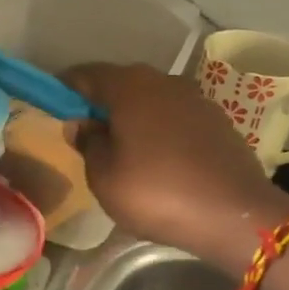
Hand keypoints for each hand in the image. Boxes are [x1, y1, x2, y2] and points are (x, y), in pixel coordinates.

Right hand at [63, 62, 288, 272]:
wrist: (235, 214)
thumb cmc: (157, 193)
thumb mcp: (105, 177)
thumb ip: (89, 144)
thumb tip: (82, 124)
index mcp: (130, 88)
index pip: (87, 74)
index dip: (66, 88)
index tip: (54, 105)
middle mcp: (164, 82)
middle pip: (122, 83)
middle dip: (101, 102)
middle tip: (86, 131)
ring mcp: (195, 99)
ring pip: (151, 99)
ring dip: (132, 116)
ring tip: (121, 147)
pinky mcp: (217, 121)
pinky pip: (175, 117)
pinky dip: (159, 129)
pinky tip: (156, 157)